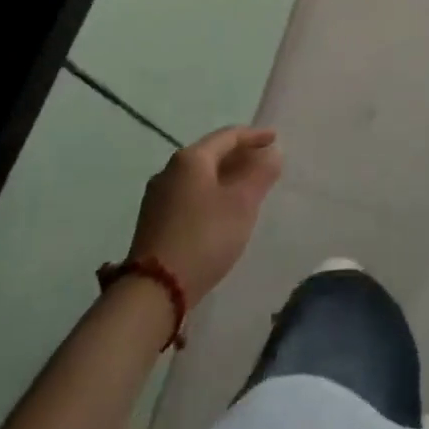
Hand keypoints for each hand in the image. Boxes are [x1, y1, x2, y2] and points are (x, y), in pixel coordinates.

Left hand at [127, 126, 281, 306]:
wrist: (153, 291)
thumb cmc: (204, 238)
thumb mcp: (242, 204)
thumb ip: (261, 174)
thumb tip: (273, 152)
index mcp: (190, 159)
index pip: (228, 136)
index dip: (254, 136)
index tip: (275, 139)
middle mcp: (169, 170)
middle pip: (211, 154)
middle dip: (239, 156)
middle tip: (263, 163)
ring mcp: (157, 196)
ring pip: (199, 176)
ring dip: (224, 176)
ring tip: (245, 187)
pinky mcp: (152, 220)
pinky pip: (188, 194)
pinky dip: (209, 193)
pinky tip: (220, 210)